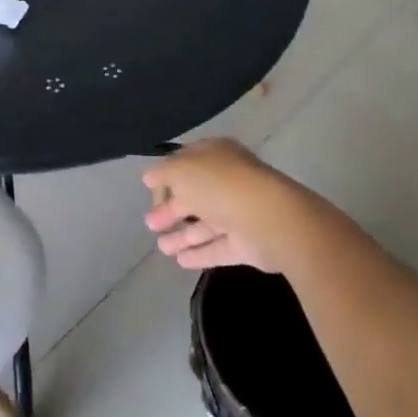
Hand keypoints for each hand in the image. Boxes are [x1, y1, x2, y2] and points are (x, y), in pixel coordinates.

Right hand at [144, 138, 325, 273]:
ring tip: (161, 248)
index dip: (166, 176)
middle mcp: (229, 181)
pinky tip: (180, 261)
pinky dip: (200, 253)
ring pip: (206, 223)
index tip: (149, 191)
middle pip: (195, 195)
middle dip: (171, 209)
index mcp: (216, 155)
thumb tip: (149, 177)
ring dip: (182, 235)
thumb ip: (162, 173)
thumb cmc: (220, 185)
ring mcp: (240, 213)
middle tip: (150, 223)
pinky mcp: (247, 244)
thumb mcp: (181, 170)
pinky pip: (218, 247)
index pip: (187, 162)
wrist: (268, 219)